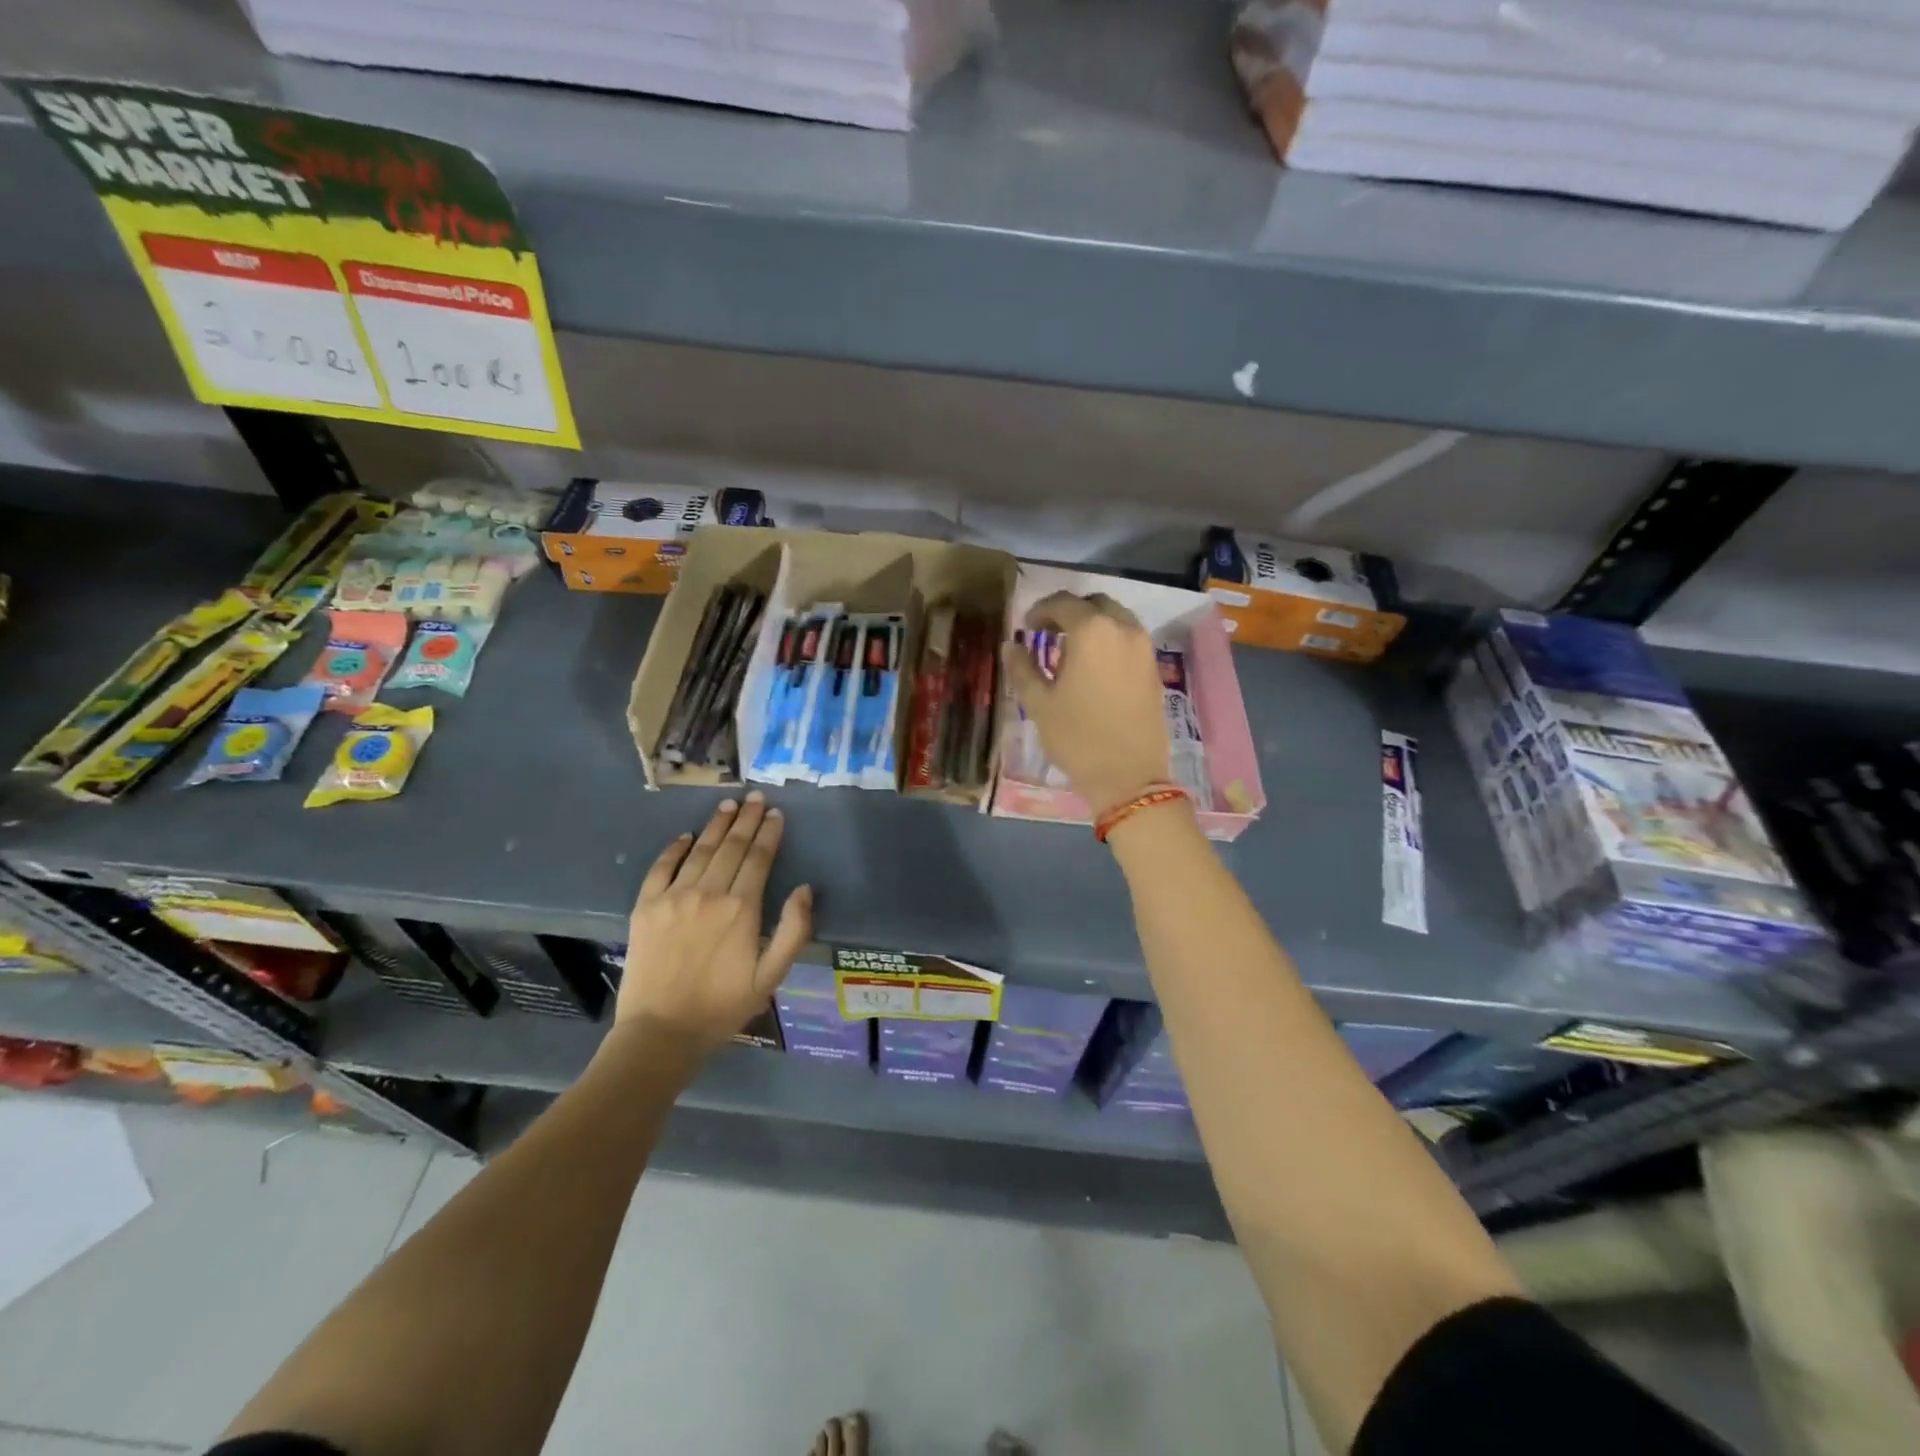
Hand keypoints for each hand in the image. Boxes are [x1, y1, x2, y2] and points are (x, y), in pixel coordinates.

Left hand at [617, 793, 812, 1054]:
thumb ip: (793, 930)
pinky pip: (661, 867)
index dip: (769, 832)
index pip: (759, 858)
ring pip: (700, 850)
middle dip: (747, 819)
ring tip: (728, 805)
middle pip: (731, 846)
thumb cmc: (723, 1006)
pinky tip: (685, 836)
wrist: (660, 1032)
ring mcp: (673, 897)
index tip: (776, 813)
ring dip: (716, 825)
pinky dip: (674, 848)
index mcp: (742, 909)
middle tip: (755, 797)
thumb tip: (805, 888)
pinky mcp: (645, 907)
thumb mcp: (771, 976)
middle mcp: (708, 893)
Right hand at [1000, 591, 1170, 818]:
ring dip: (1092, 624)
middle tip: (1048, 632)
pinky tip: (1094, 665)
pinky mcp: (1154, 667)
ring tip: (1071, 649)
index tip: (1027, 627)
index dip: (1040, 610)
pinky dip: (1110, 639)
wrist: (1129, 776)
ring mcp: (1144, 648)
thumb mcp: (1039, 704)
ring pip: (1116, 618)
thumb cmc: (1077, 738)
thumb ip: (1023, 668)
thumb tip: (1011, 645)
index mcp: (1092, 631)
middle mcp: (1123, 629)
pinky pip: (1129, 638)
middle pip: (1094, 604)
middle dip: (1069, 612)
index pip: (1063, 603)